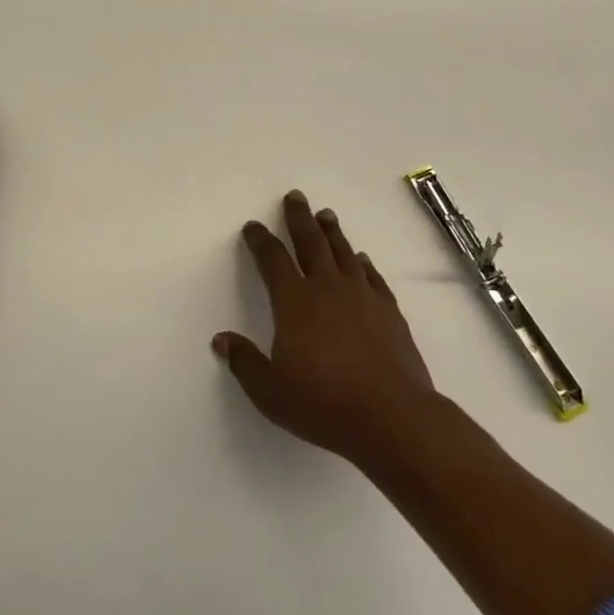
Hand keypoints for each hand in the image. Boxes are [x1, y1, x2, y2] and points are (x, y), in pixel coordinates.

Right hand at [214, 190, 436, 465]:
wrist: (392, 418)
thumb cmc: (324, 404)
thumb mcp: (270, 391)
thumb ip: (244, 362)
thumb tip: (221, 340)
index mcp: (295, 303)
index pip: (273, 260)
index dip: (261, 241)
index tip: (253, 226)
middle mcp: (328, 289)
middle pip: (311, 243)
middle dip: (299, 218)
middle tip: (295, 196)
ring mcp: (362, 297)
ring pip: (343, 253)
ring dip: (332, 232)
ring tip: (325, 215)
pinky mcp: (389, 312)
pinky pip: (372, 277)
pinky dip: (363, 263)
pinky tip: (361, 259)